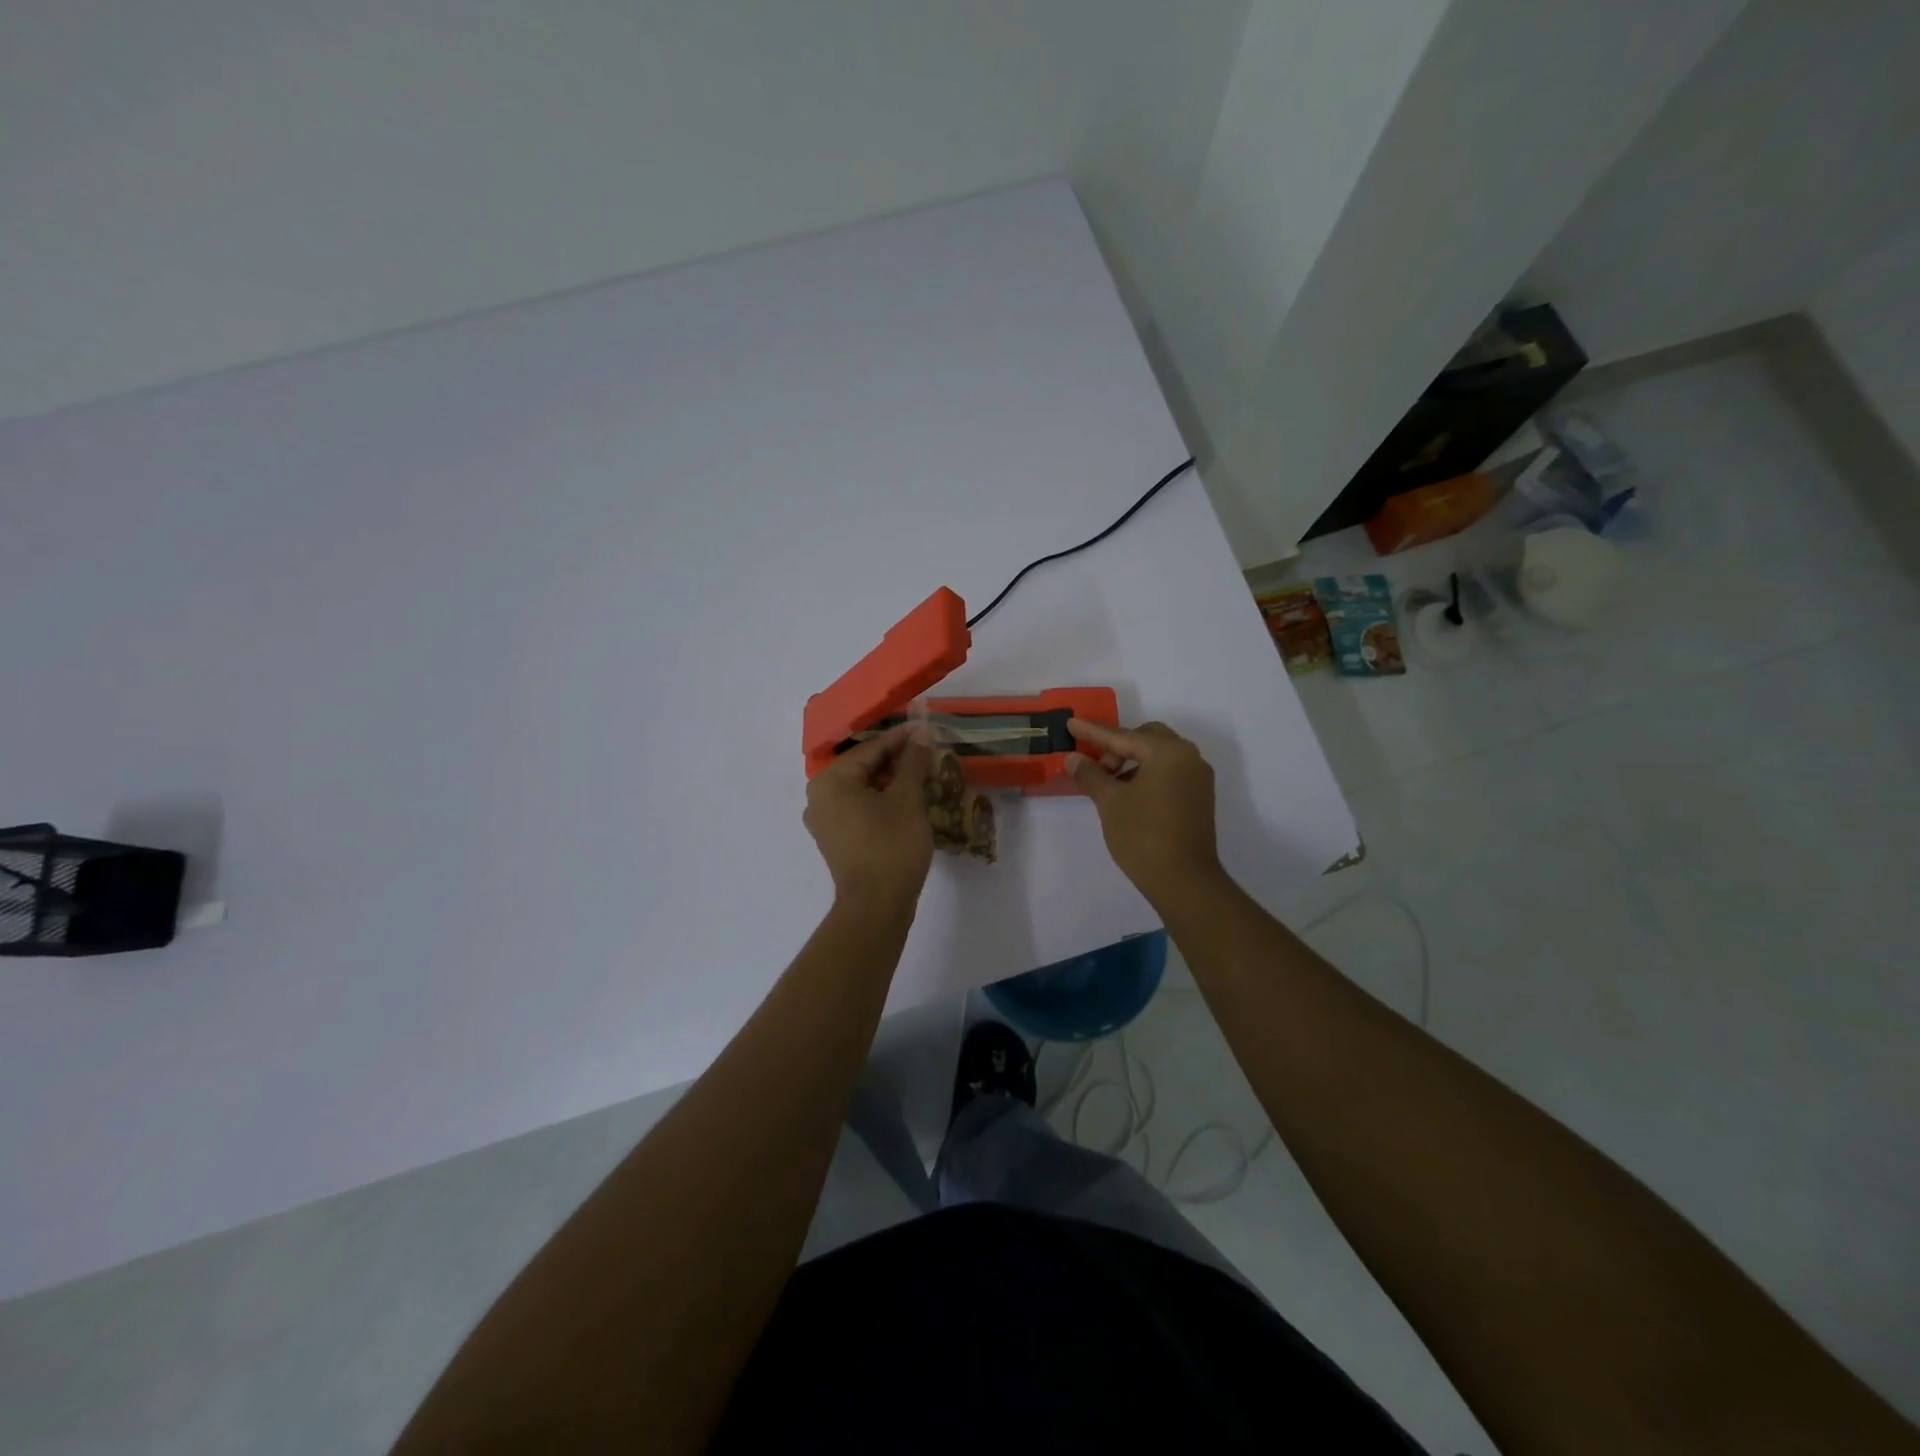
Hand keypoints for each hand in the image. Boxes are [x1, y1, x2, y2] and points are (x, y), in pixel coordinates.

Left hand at [804, 722, 934, 907]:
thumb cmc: (891, 846)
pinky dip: (881, 801)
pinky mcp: (835, 840)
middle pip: (863, 767)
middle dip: (897, 760)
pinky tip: (907, 801)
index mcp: (830, 781)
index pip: (871, 748)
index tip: (927, 730)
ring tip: (923, 775)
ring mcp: (824, 821)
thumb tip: (921, 731)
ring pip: (862, 788)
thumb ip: (913, 761)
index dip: (902, 738)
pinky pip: (858, 808)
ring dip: (891, 781)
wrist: (877, 906)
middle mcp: (819, 796)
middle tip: (928, 753)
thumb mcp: (907, 798)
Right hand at [1067, 718, 1222, 905]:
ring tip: (1109, 783)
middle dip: (1117, 746)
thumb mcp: (1110, 802)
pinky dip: (1148, 774)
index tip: (1071, 723)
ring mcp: (1198, 778)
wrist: (1185, 881)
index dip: (1093, 732)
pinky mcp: (1200, 797)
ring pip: (1159, 756)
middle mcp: (1189, 757)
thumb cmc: (1143, 836)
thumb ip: (1091, 774)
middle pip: (1147, 738)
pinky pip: (1170, 772)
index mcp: (1168, 752)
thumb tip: (1073, 758)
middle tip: (1094, 763)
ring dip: (1133, 761)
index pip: (1123, 736)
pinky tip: (1129, 794)